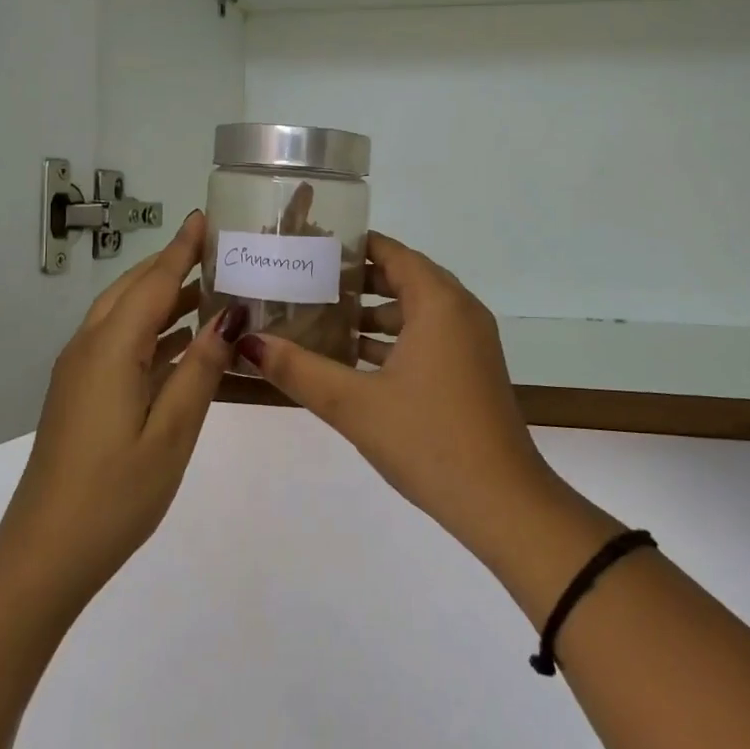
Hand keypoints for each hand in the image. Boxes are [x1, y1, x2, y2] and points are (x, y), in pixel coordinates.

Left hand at [0, 210, 247, 612]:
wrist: (44, 556)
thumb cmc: (115, 495)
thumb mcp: (172, 432)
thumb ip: (201, 369)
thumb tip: (231, 315)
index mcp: (110, 350)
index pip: (154, 282)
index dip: (182, 248)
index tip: (206, 217)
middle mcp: (89, 349)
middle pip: (133, 290)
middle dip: (172, 264)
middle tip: (218, 249)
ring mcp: (80, 372)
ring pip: (124, 314)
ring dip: (163, 295)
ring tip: (211, 286)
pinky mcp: (80, 393)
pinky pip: (120, 341)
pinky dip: (153, 328)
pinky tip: (184, 340)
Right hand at [237, 232, 568, 560]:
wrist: (501, 502)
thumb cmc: (428, 439)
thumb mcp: (354, 404)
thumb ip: (299, 370)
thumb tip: (248, 342)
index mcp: (440, 303)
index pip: (393, 253)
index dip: (354, 246)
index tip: (311, 247)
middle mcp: (461, 312)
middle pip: (405, 277)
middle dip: (358, 279)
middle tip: (308, 280)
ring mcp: (471, 343)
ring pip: (417, 311)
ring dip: (375, 313)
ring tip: (322, 317)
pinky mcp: (472, 370)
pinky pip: (429, 337)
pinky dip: (395, 339)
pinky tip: (355, 359)